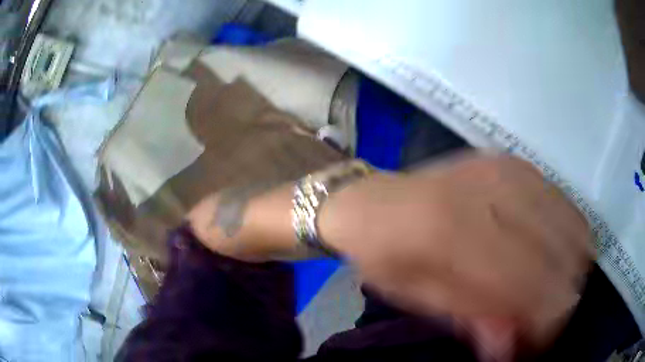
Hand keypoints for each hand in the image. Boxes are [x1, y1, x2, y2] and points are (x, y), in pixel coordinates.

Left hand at [319, 153, 592, 357]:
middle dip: (561, 298)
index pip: (531, 288)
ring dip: (569, 267)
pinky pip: (563, 202)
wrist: (373, 202)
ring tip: (551, 287)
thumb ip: (472, 322)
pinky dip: (567, 235)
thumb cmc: (387, 256)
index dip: (544, 324)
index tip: (537, 342)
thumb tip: (510, 350)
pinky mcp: (513, 162)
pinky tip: (552, 252)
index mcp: (454, 236)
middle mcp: (489, 195)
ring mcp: (506, 171)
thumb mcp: (420, 300)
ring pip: (573, 227)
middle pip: (561, 257)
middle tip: (544, 318)